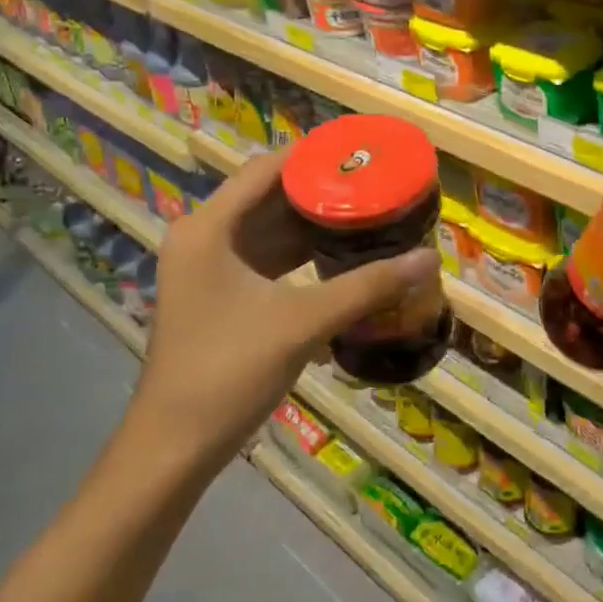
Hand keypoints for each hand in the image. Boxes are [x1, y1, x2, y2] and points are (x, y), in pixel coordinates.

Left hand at [129, 149, 437, 474]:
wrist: (173, 449)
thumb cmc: (228, 372)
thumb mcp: (302, 323)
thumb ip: (366, 287)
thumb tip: (429, 259)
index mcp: (209, 228)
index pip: (267, 169)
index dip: (314, 155)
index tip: (362, 152)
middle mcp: (203, 238)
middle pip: (269, 197)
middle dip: (321, 191)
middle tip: (375, 185)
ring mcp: (208, 269)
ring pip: (269, 231)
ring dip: (313, 226)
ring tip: (367, 215)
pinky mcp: (218, 297)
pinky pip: (265, 261)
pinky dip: (300, 257)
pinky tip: (341, 259)